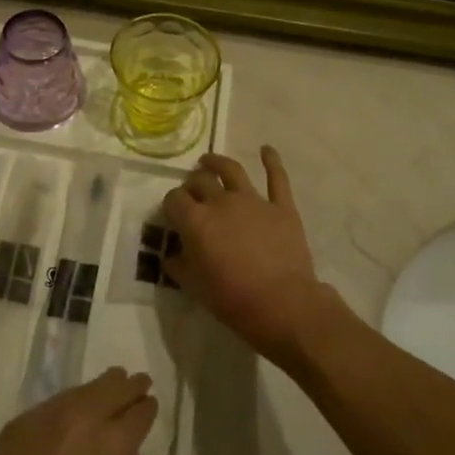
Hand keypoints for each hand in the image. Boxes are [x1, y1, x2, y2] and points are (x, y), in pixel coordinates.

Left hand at [0, 368, 157, 454]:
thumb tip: (127, 454)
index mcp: (114, 444)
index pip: (140, 412)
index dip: (147, 408)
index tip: (150, 404)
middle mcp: (86, 418)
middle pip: (114, 388)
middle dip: (130, 385)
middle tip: (139, 381)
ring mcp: (50, 414)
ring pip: (84, 389)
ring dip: (101, 387)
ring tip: (110, 382)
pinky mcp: (22, 420)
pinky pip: (55, 403)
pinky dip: (71, 402)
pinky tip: (73, 408)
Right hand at [161, 147, 332, 361]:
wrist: (284, 305)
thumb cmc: (234, 300)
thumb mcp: (195, 288)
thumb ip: (179, 267)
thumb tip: (171, 255)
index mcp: (197, 221)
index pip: (174, 200)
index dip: (171, 204)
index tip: (173, 213)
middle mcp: (222, 202)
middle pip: (200, 181)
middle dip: (191, 184)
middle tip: (191, 191)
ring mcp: (254, 201)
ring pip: (232, 170)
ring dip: (217, 162)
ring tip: (209, 161)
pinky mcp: (281, 206)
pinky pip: (277, 178)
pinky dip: (272, 160)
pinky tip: (266, 149)